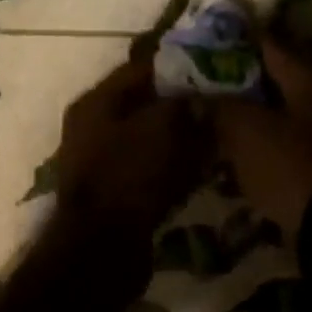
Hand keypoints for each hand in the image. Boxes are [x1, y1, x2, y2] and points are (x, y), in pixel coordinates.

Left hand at [54, 57, 208, 241]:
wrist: (102, 247)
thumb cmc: (130, 175)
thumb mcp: (163, 127)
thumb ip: (183, 103)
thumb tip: (199, 96)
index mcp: (96, 102)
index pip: (140, 68)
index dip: (177, 64)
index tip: (213, 65)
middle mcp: (92, 127)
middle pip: (143, 105)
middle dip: (181, 104)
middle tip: (219, 103)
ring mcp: (100, 162)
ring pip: (148, 139)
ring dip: (179, 137)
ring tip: (215, 136)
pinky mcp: (113, 193)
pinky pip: (148, 169)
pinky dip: (172, 166)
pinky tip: (200, 169)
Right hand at [213, 38, 311, 236]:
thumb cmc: (286, 163)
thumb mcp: (243, 128)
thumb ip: (219, 105)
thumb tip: (200, 95)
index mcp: (308, 76)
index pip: (268, 44)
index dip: (235, 43)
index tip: (206, 46)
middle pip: (274, 79)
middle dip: (239, 82)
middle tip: (205, 86)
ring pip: (278, 110)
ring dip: (249, 114)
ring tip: (214, 121)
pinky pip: (284, 139)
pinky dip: (261, 141)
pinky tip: (235, 152)